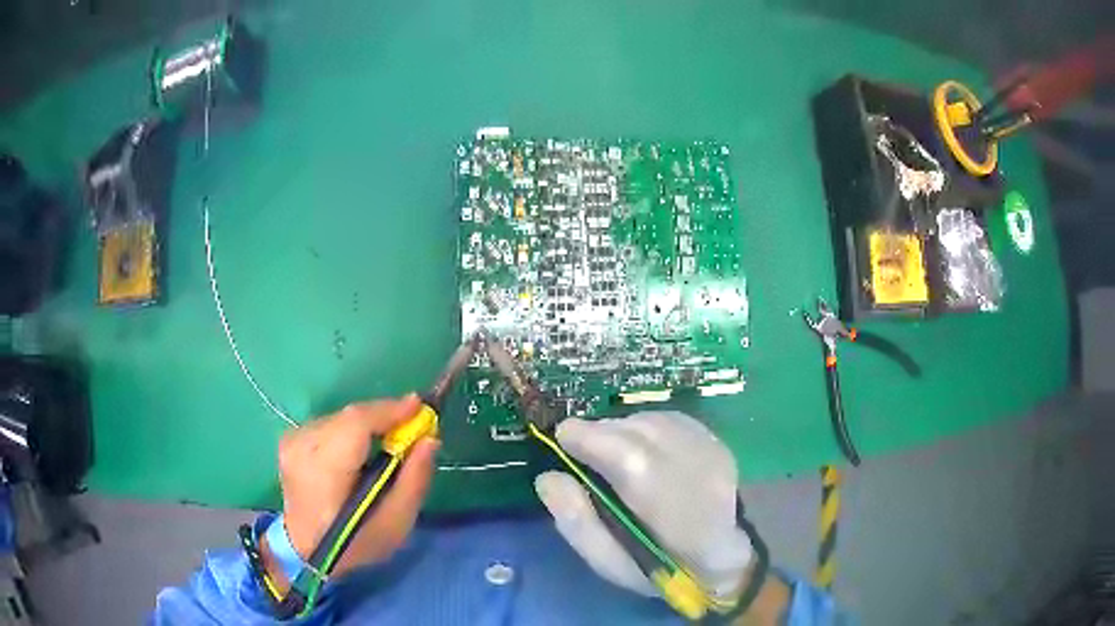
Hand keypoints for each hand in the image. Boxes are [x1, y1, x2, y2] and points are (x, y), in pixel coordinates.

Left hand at [264, 394, 438, 583]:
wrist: (305, 550)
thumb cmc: (354, 543)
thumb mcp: (395, 524)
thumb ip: (414, 480)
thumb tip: (430, 439)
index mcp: (324, 469)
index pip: (356, 424)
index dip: (389, 411)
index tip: (420, 406)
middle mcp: (302, 446)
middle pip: (350, 418)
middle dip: (384, 417)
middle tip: (413, 427)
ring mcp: (292, 440)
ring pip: (341, 418)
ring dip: (369, 424)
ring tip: (391, 440)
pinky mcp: (291, 439)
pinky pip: (331, 423)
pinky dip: (352, 430)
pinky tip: (363, 448)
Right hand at [534, 411, 751, 601]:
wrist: (724, 555)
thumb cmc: (662, 568)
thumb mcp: (611, 564)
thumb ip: (578, 524)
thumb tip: (548, 478)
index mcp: (673, 514)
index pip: (629, 459)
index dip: (588, 438)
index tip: (561, 439)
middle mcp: (699, 472)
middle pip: (638, 431)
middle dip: (601, 433)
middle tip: (581, 449)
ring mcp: (713, 451)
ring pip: (652, 421)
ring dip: (622, 429)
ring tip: (609, 452)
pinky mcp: (717, 440)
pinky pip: (668, 419)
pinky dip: (643, 426)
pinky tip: (637, 445)